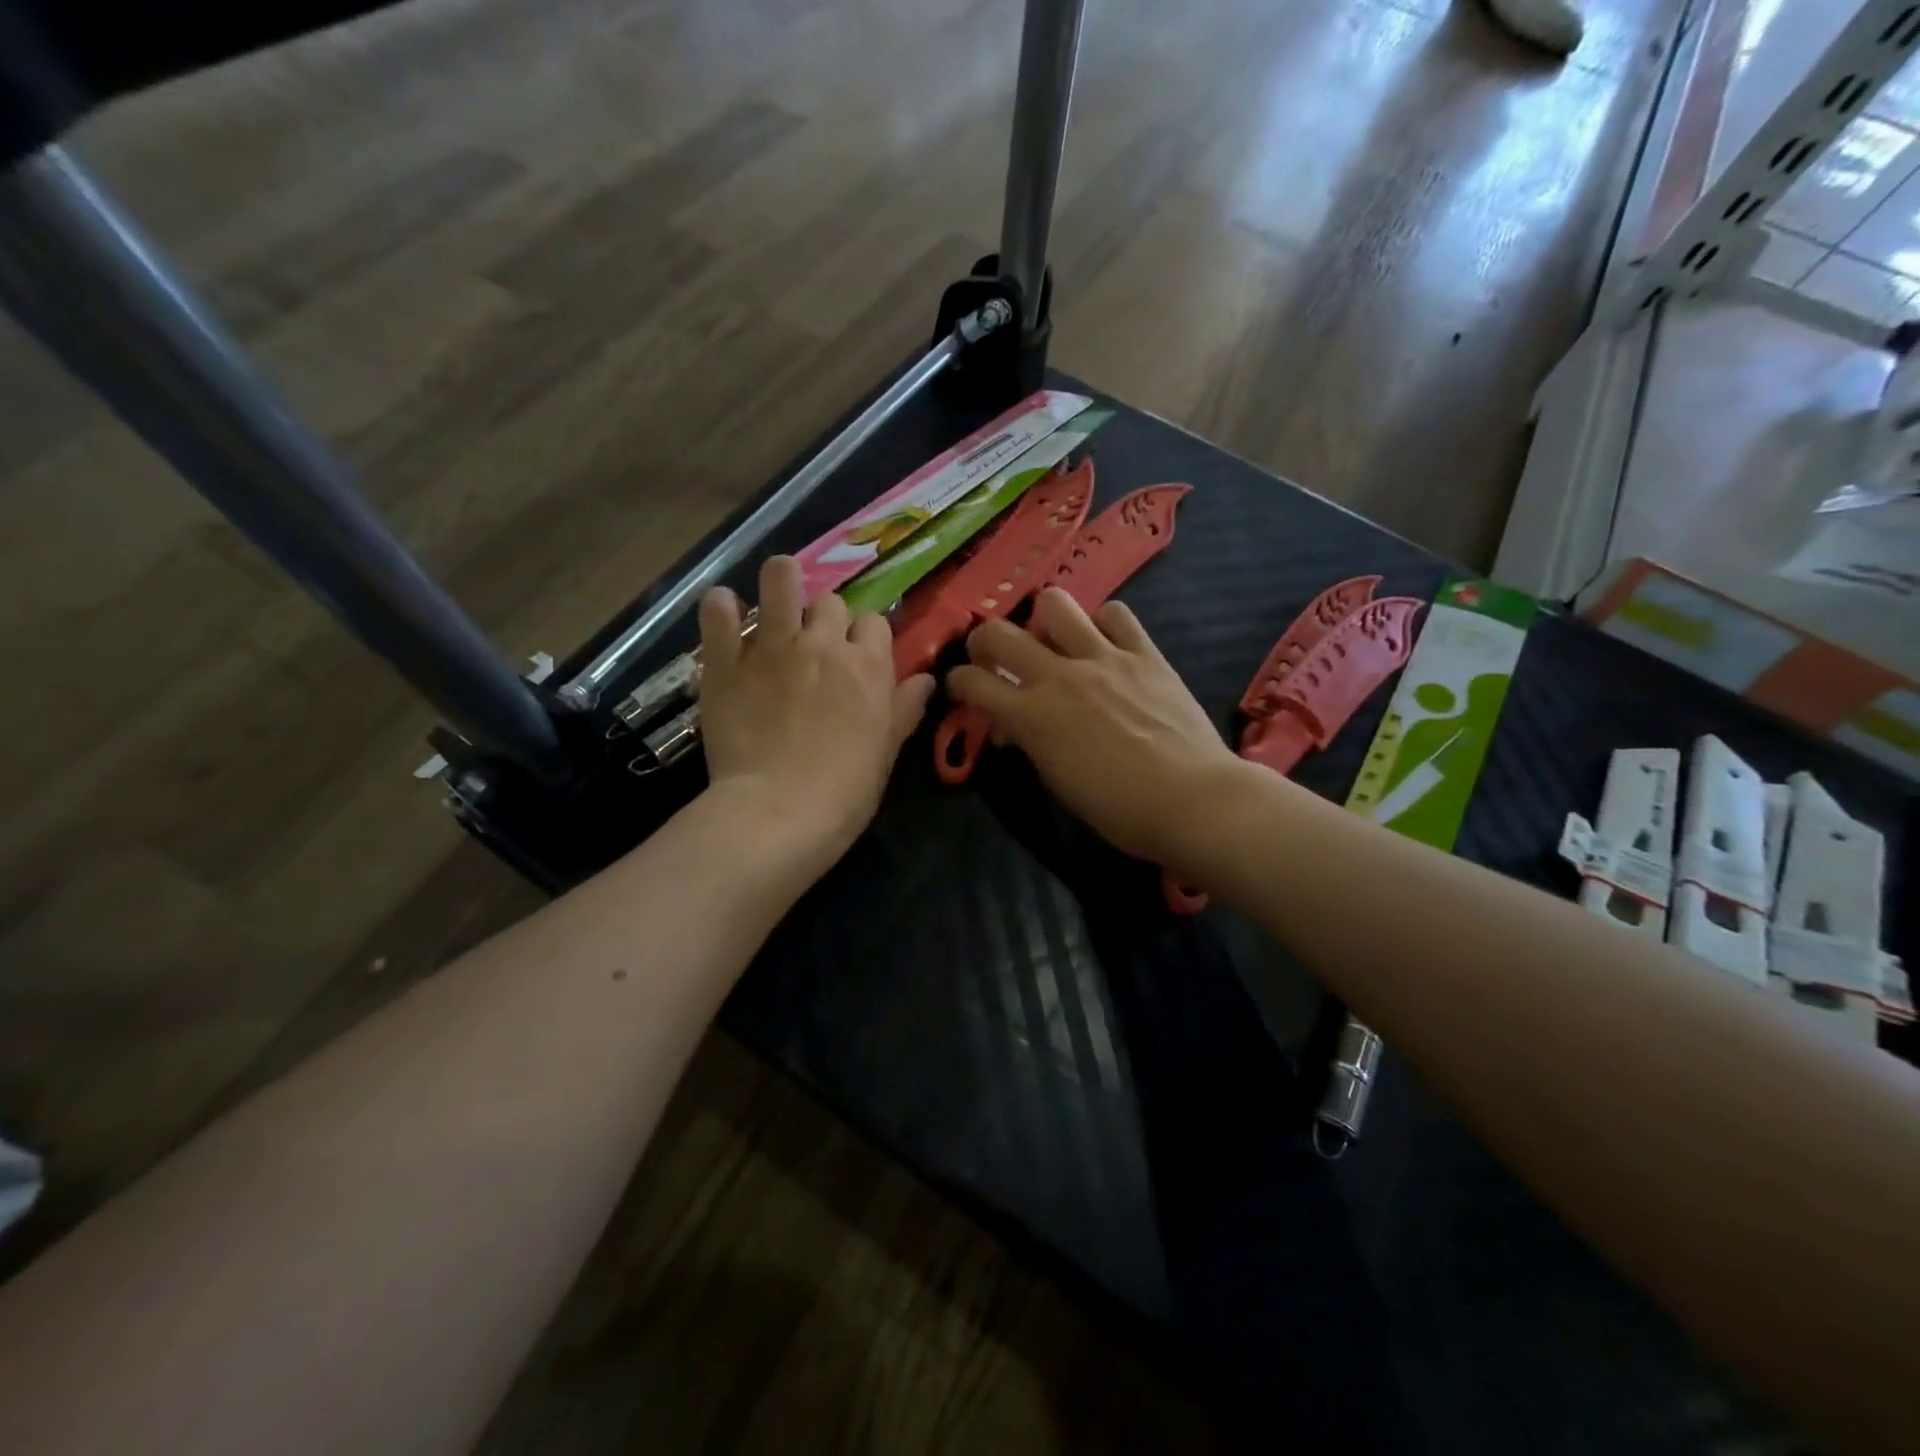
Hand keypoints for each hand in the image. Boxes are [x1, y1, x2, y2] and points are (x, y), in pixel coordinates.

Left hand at [699, 557, 934, 868]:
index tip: (857, 655)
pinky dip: (720, 606)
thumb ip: (905, 708)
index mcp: (868, 665)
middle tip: (814, 645)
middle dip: (826, 618)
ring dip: (781, 581)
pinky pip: (719, 612)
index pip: (875, 622)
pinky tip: (723, 610)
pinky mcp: (726, 661)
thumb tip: (926, 679)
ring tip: (775, 597)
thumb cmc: (845, 790)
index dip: (866, 636)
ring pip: (780, 580)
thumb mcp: (887, 751)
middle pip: (830, 602)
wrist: (779, 812)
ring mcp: (772, 647)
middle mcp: (823, 644)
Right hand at [945, 589, 1242, 867]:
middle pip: (999, 632)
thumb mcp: (1057, 780)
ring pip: (1054, 604)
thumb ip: (1029, 742)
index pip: (972, 682)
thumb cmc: (1119, 810)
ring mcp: (1104, 658)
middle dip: (984, 640)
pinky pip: (1116, 614)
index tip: (963, 688)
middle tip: (994, 656)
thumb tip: (1014, 726)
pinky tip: (1105, 643)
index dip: (958, 682)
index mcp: (1032, 716)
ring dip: (1042, 620)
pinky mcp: (1145, 653)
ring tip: (1054, 641)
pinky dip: (1103, 623)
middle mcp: (1060, 676)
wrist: (1192, 800)